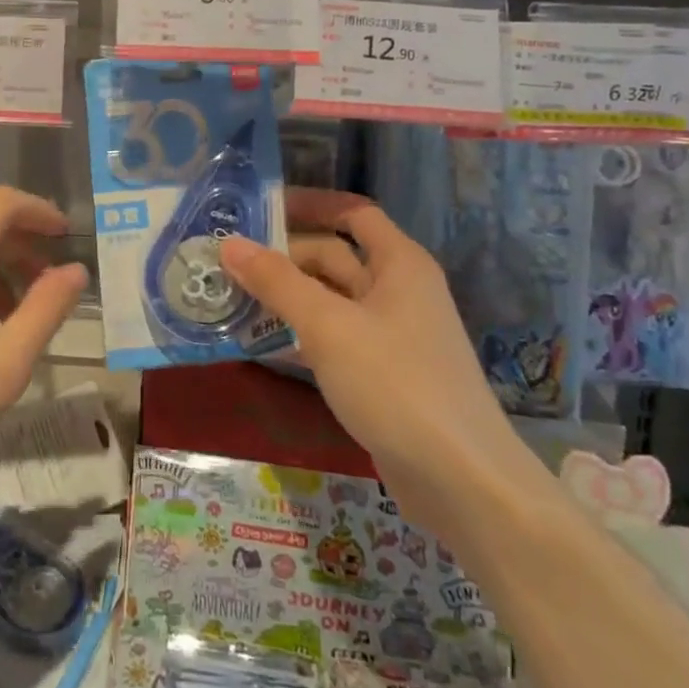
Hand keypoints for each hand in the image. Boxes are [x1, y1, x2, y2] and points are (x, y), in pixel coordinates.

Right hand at [226, 191, 536, 524]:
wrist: (462, 482)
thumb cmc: (396, 384)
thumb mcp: (328, 326)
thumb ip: (277, 282)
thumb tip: (229, 244)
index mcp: (399, 263)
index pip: (352, 213)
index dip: (309, 204)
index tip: (259, 208)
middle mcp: (398, 290)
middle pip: (334, 256)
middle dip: (284, 257)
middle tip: (226, 262)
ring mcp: (392, 335)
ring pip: (330, 300)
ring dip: (286, 297)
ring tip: (231, 297)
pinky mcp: (383, 375)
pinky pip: (334, 338)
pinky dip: (300, 334)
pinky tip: (262, 343)